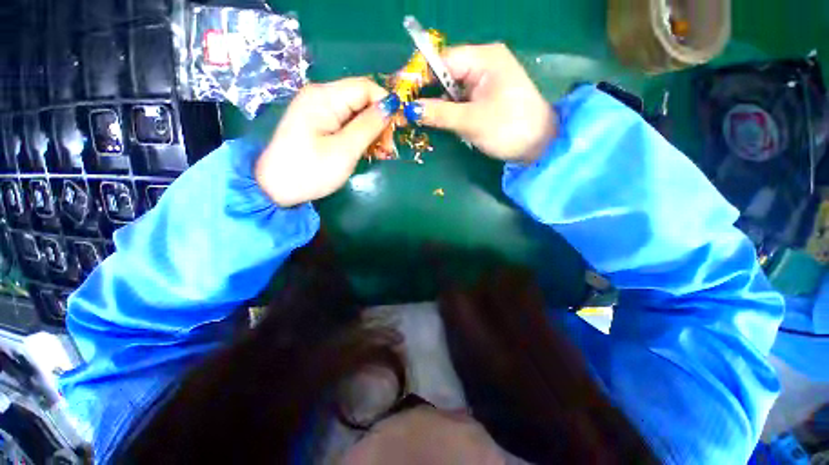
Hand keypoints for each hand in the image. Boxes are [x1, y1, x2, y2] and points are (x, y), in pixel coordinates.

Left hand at [255, 77, 396, 206]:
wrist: (277, 189)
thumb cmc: (311, 171)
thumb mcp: (345, 150)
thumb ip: (369, 126)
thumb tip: (391, 106)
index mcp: (325, 97)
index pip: (366, 88)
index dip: (386, 105)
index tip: (397, 130)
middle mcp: (322, 97)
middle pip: (362, 100)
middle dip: (380, 122)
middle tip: (387, 150)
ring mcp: (320, 111)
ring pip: (357, 114)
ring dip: (373, 133)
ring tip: (380, 155)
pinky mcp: (320, 125)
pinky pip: (348, 125)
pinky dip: (361, 137)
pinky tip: (368, 153)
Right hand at [410, 44, 556, 162]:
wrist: (539, 145)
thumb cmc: (508, 128)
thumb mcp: (470, 121)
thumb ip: (439, 113)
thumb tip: (409, 110)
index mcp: (484, 58)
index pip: (442, 60)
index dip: (419, 75)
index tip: (399, 91)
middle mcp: (484, 63)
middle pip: (445, 73)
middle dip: (426, 91)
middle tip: (405, 108)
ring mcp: (485, 81)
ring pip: (451, 88)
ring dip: (436, 103)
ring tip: (417, 116)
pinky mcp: (486, 97)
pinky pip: (460, 99)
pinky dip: (448, 109)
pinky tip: (436, 119)